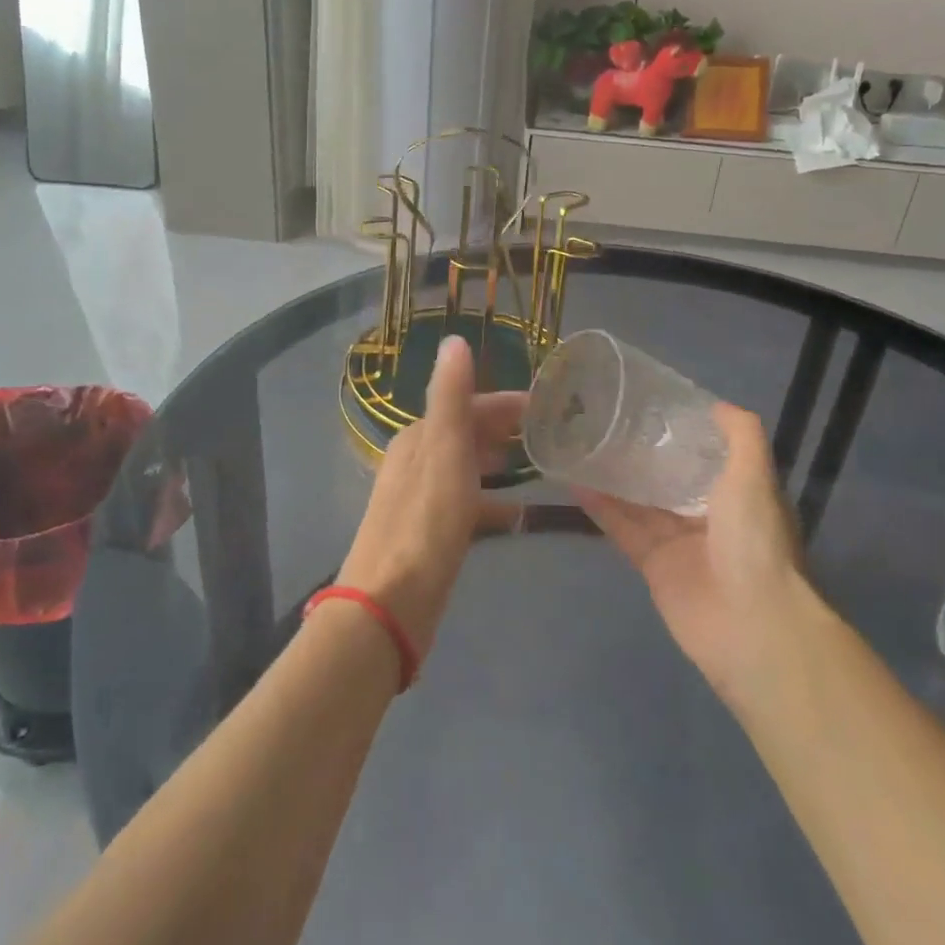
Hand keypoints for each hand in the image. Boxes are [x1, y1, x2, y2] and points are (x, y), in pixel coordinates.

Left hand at [338, 337, 525, 657]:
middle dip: (505, 430)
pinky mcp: (431, 534)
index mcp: (419, 438)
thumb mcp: (443, 452)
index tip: (550, 405)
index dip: (507, 403)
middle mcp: (417, 462)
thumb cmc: (424, 524)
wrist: (390, 605)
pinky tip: (518, 515)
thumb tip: (454, 339)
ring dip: (499, 463)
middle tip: (554, 434)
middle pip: (467, 434)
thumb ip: (449, 396)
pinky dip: (492, 502)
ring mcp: (423, 500)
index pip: (468, 404)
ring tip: (541, 467)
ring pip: (468, 468)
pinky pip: (469, 504)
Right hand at [575, 403, 805, 702]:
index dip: (683, 432)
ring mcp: (679, 542)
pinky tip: (575, 482)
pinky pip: (623, 529)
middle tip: (606, 419)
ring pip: (641, 501)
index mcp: (738, 493)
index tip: (651, 405)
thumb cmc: (755, 540)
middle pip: (669, 477)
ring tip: (581, 444)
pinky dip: (601, 507)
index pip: (707, 455)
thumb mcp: (754, 475)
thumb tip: (714, 404)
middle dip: (643, 453)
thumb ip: (740, 435)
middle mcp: (710, 515)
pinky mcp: (653, 565)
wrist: (750, 623)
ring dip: (615, 477)